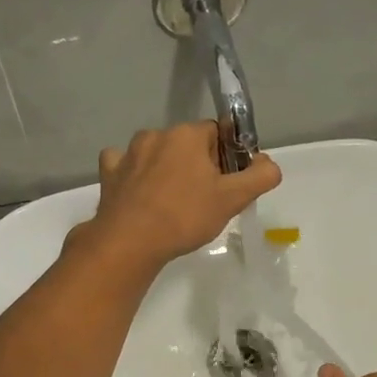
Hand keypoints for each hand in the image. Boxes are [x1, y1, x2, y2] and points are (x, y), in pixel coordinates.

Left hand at [84, 122, 281, 270]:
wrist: (130, 243)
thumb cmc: (185, 217)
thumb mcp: (233, 199)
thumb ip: (260, 177)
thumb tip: (268, 163)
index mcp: (187, 134)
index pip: (217, 134)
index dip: (226, 159)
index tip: (226, 185)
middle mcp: (156, 134)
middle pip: (187, 144)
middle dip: (198, 165)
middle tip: (204, 201)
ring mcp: (128, 153)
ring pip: (157, 154)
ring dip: (166, 170)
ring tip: (172, 204)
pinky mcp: (108, 173)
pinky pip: (125, 166)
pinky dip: (134, 176)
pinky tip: (140, 195)